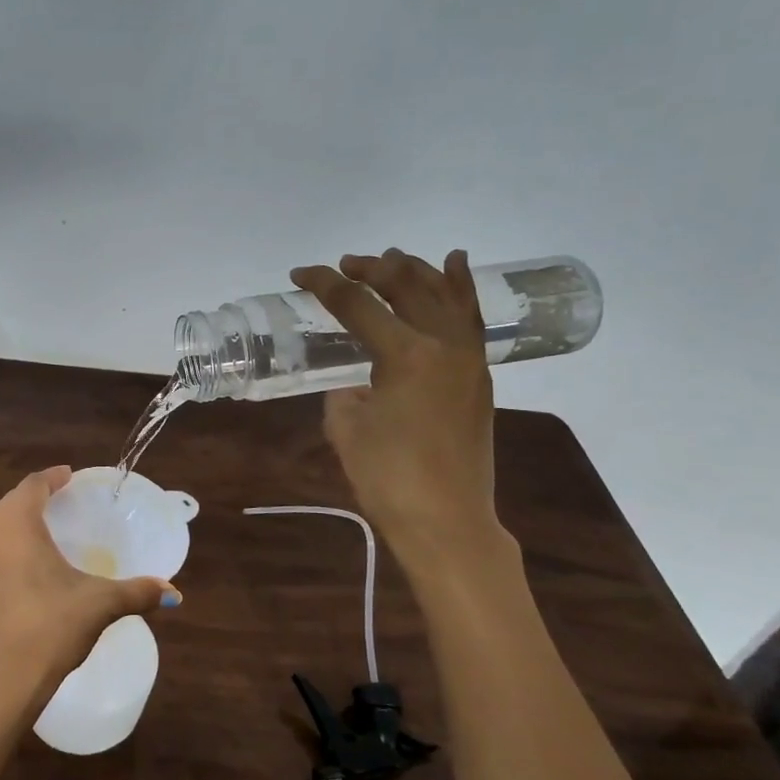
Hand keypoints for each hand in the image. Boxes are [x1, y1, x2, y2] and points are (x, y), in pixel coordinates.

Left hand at [0, 467, 180, 721]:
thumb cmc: (49, 627)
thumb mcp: (98, 605)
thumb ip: (135, 592)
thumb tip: (172, 592)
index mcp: (15, 524)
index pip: (33, 485)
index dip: (52, 477)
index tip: (70, 476)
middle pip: (13, 503)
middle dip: (37, 498)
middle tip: (65, 501)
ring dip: (21, 524)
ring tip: (50, 531)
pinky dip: (12, 548)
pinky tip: (31, 565)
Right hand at [289, 249, 500, 561]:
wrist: (446, 520)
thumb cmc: (388, 478)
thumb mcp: (345, 429)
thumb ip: (345, 393)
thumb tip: (357, 385)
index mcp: (406, 355)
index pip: (358, 305)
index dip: (325, 285)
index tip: (300, 274)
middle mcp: (443, 345)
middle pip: (406, 287)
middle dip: (371, 270)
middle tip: (343, 266)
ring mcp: (468, 358)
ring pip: (444, 294)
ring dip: (414, 271)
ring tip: (391, 258)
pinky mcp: (478, 376)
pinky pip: (469, 318)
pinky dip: (459, 289)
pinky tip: (453, 266)